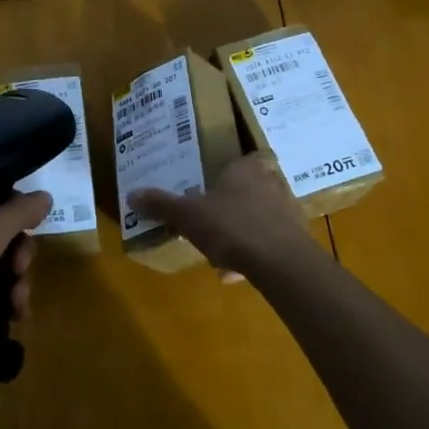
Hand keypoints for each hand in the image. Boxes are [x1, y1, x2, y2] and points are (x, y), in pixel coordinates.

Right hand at [126, 154, 314, 279]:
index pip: (250, 156)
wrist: (279, 262)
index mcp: (247, 170)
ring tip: (222, 248)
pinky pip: (270, 243)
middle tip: (217, 213)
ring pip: (263, 216)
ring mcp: (288, 212)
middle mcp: (272, 184)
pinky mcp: (296, 241)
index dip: (239, 166)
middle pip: (257, 186)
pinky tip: (235, 272)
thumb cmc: (231, 226)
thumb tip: (132, 194)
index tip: (222, 178)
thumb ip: (162, 205)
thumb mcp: (188, 215)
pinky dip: (254, 254)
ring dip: (245, 229)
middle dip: (238, 200)